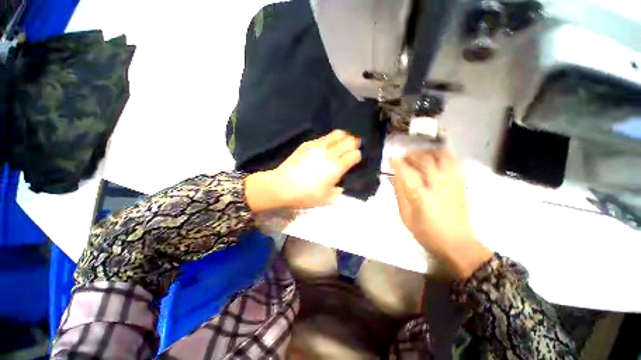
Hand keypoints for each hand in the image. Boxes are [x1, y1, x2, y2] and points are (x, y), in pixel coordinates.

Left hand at [246, 130, 361, 210]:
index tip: (356, 158)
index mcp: (336, 168)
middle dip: (354, 143)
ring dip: (344, 136)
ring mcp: (318, 147)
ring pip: (336, 135)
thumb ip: (337, 193)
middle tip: (355, 144)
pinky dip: (330, 138)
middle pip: (348, 142)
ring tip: (346, 137)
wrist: (282, 186)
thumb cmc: (305, 195)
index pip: (354, 155)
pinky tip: (329, 141)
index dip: (357, 156)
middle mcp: (330, 154)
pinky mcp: (308, 144)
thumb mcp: (325, 199)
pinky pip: (323, 137)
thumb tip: (341, 187)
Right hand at [391, 150, 491, 278]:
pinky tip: (435, 160)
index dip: (397, 162)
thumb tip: (392, 177)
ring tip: (419, 156)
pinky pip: (453, 162)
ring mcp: (452, 183)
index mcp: (420, 196)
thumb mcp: (405, 216)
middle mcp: (438, 186)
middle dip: (412, 155)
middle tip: (403, 157)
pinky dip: (442, 157)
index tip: (390, 157)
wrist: (457, 244)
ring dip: (428, 153)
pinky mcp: (461, 184)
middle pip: (425, 160)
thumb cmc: (426, 232)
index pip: (406, 172)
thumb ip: (399, 194)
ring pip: (441, 157)